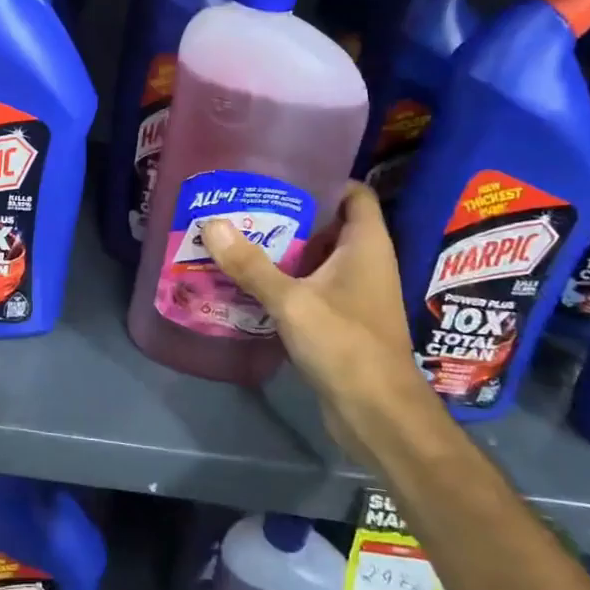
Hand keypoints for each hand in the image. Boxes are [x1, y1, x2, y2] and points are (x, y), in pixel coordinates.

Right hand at [201, 184, 424, 457]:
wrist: (378, 415)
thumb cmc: (346, 345)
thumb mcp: (292, 301)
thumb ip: (251, 265)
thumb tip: (211, 223)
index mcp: (367, 245)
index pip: (354, 193)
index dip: (324, 179)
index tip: (281, 173)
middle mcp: (366, 262)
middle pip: (329, 224)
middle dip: (290, 214)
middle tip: (245, 204)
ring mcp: (356, 294)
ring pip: (318, 258)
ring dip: (284, 250)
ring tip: (239, 237)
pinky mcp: (343, 321)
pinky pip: (313, 287)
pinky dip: (287, 281)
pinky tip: (251, 281)